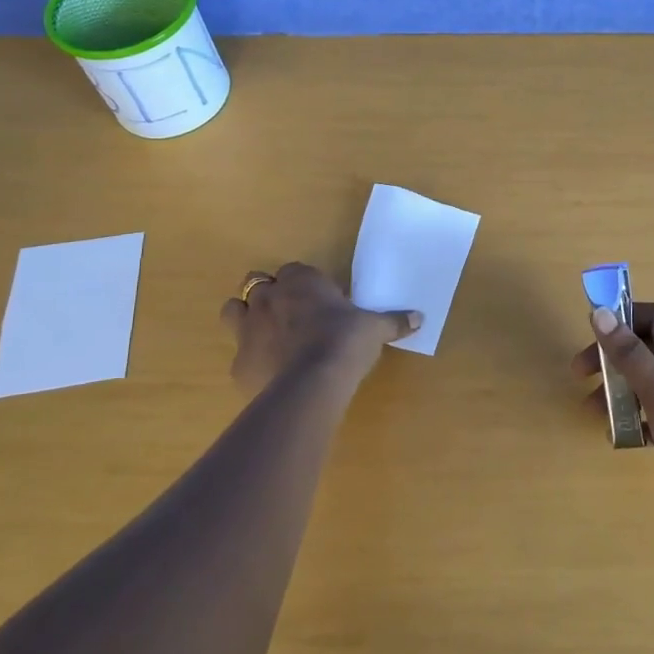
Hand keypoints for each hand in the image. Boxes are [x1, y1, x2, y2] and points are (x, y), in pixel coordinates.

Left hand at [221, 263, 419, 394]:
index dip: (303, 283)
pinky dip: (251, 360)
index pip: (294, 270)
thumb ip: (393, 321)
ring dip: (246, 317)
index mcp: (301, 281)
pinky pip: (239, 355)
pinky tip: (269, 373)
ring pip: (233, 310)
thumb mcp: (374, 329)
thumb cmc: (345, 342)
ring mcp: (247, 329)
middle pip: (255, 282)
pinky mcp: (239, 363)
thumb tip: (420, 318)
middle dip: (268, 294)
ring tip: (268, 336)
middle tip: (289, 314)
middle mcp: (268, 297)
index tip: (318, 300)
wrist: (311, 384)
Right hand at [574, 302, 653, 562]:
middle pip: (645, 349)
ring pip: (647, 383)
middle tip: (581, 376)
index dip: (625, 316)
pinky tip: (619, 437)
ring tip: (593, 413)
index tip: (594, 331)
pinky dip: (634, 419)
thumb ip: (630, 354)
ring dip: (618, 390)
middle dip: (612, 357)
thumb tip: (601, 313)